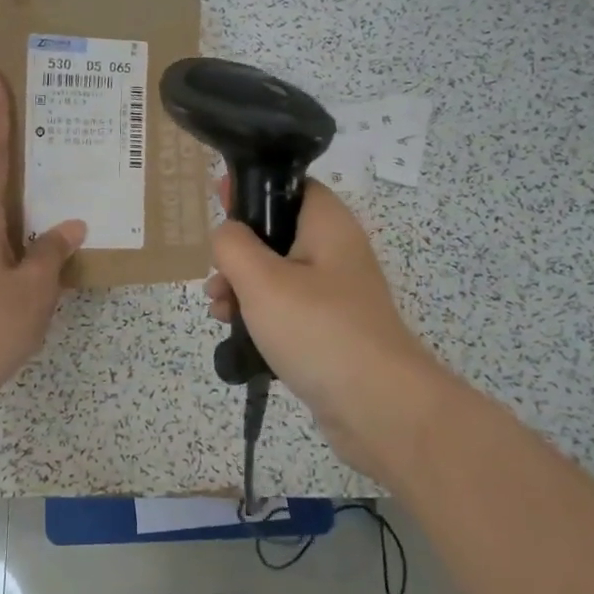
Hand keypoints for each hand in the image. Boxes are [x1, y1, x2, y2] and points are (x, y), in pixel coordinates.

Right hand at [205, 178, 448, 482]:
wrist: (378, 407)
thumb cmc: (318, 330)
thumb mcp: (262, 280)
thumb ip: (233, 245)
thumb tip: (226, 233)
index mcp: (328, 226)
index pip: (292, 186)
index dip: (254, 188)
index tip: (218, 198)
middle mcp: (335, 253)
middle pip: (278, 234)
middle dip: (238, 252)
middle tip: (215, 276)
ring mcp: (335, 295)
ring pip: (277, 276)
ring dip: (242, 288)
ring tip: (218, 311)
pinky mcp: (330, 331)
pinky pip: (287, 311)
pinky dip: (260, 317)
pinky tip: (238, 335)